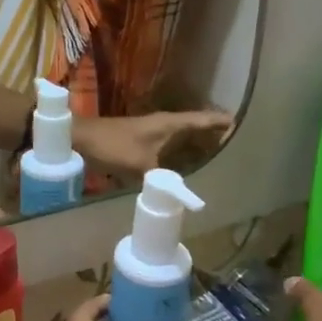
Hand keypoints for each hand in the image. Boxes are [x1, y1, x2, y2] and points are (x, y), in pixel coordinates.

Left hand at [73, 110, 233, 176]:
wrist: (80, 139)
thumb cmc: (113, 146)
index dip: (221, 122)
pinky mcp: (141, 140)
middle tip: (237, 144)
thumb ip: (166, 182)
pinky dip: (180, 149)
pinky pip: (169, 144)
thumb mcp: (142, 166)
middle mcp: (164, 123)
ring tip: (217, 153)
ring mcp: (151, 131)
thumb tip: (190, 201)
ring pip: (181, 135)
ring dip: (197, 141)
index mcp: (169, 123)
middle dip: (214, 133)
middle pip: (195, 126)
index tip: (241, 124)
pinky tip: (184, 162)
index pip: (203, 119)